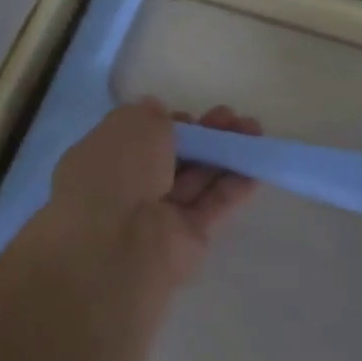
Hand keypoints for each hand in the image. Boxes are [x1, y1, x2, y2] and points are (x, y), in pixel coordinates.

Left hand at [35, 99, 261, 290]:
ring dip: (226, 154)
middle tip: (233, 117)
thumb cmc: (116, 172)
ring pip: (197, 179)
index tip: (190, 116)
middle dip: (204, 136)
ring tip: (255, 131)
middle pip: (174, 158)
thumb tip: (161, 113)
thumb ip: (151, 115)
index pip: (141, 138)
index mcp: (103, 160)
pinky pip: (214, 206)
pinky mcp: (189, 239)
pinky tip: (259, 164)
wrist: (116, 247)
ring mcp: (159, 216)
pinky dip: (236, 185)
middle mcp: (128, 188)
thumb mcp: (129, 124)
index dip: (168, 124)